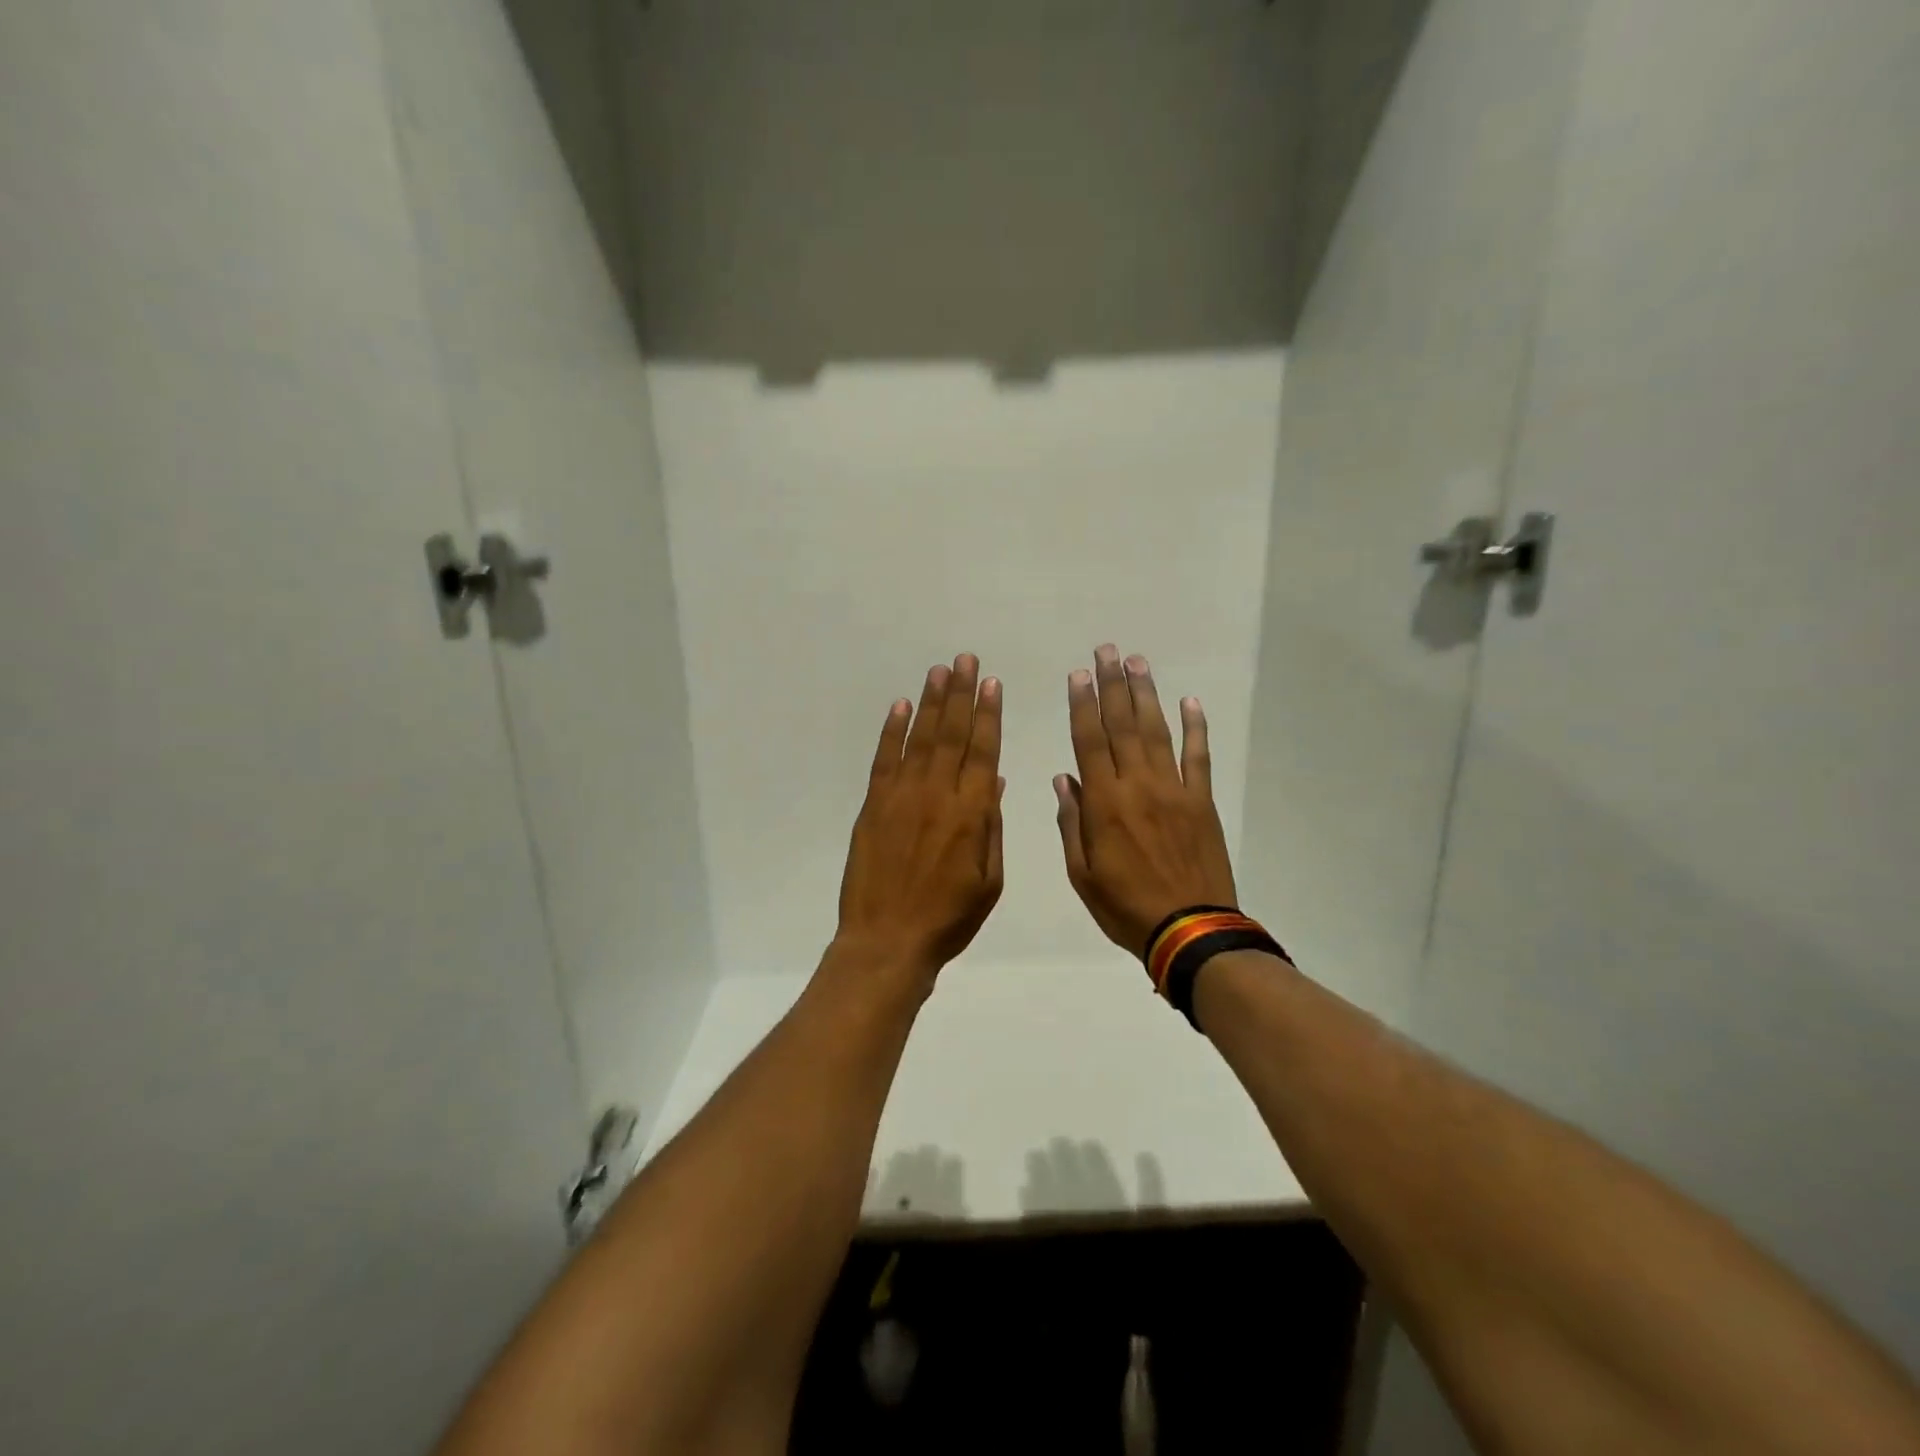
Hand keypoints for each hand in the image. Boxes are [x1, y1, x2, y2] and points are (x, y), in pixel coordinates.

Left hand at [836, 653, 1005, 983]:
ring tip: (940, 671)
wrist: (888, 940)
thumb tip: (993, 782)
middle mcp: (938, 795)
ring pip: (920, 739)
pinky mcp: (873, 805)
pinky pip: (884, 759)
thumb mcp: (989, 880)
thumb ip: (991, 827)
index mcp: (972, 813)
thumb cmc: (948, 918)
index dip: (988, 715)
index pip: (983, 751)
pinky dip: (892, 731)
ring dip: (930, 702)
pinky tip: (900, 706)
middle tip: (966, 660)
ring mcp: (901, 797)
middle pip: (951, 734)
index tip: (992, 684)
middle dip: (961, 694)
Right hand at [1054, 645, 1237, 956]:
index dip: (1082, 705)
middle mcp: (1138, 785)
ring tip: (1137, 662)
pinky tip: (1189, 702)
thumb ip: (1072, 823)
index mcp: (1104, 803)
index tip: (1078, 675)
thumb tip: (1064, 778)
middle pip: (1122, 725)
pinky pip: (1198, 757)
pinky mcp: (1202, 801)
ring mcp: (1174, 789)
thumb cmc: (1125, 906)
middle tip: (1107, 651)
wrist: (1189, 928)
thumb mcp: (1082, 873)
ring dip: (1146, 694)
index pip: (1089, 741)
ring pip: (1156, 732)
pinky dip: (1195, 728)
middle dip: (1112, 685)